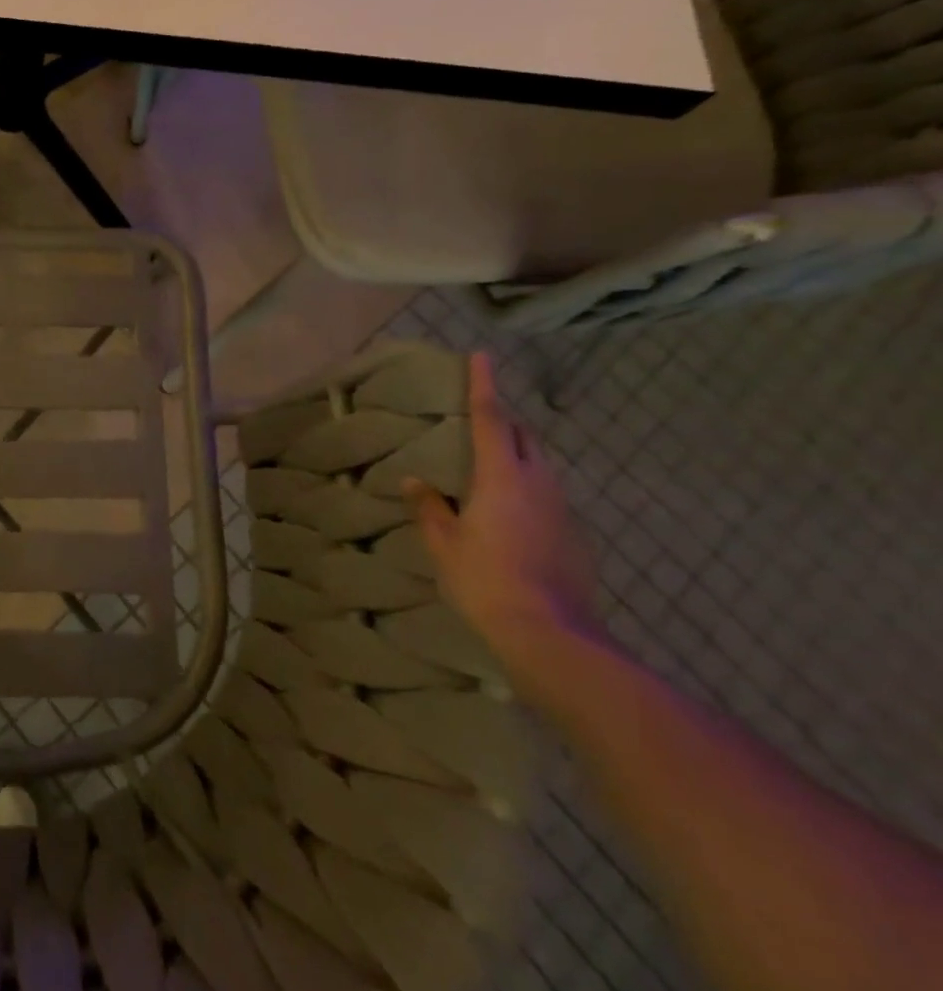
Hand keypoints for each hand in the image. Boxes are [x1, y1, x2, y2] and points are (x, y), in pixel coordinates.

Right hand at [405, 353, 605, 692]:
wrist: (551, 635)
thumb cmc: (485, 580)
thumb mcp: (444, 544)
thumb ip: (430, 508)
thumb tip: (415, 481)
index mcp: (502, 477)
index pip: (490, 419)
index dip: (484, 385)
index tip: (483, 356)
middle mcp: (539, 484)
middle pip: (525, 436)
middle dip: (505, 418)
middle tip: (480, 413)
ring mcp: (563, 510)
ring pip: (541, 465)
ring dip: (519, 452)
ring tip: (492, 460)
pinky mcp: (575, 535)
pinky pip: (549, 495)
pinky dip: (529, 487)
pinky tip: (512, 512)